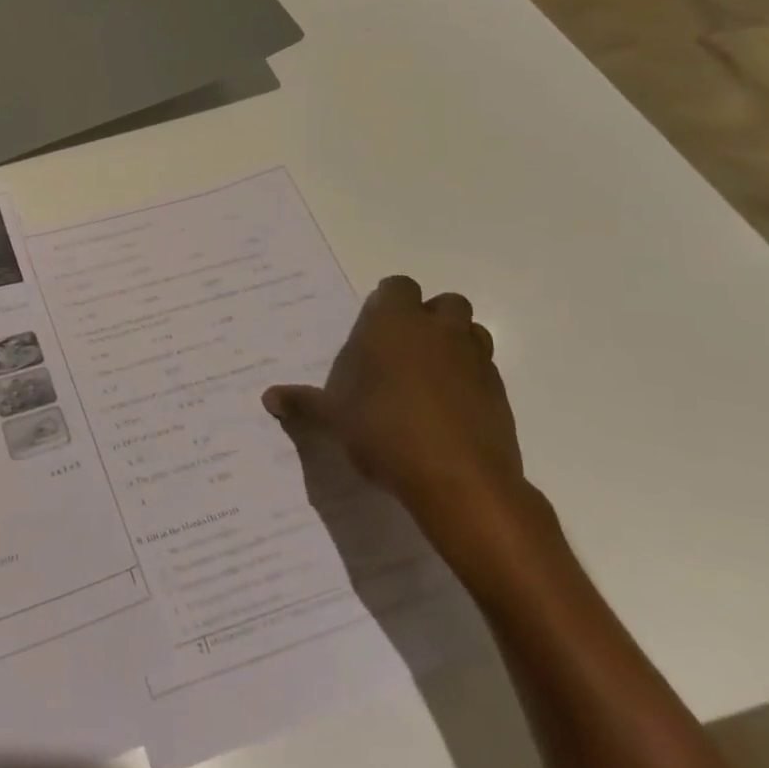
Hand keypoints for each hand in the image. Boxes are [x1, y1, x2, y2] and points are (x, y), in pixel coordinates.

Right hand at [263, 275, 529, 540]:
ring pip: (472, 333)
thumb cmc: (386, 432)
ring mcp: (475, 361)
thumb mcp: (335, 419)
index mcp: (396, 323)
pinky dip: (470, 380)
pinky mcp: (499, 395)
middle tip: (403, 349)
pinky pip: (485, 372)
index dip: (388, 301)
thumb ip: (304, 404)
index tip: (374, 325)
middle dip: (429, 318)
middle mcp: (439, 331)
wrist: (460, 481)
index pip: (398, 287)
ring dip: (455, 344)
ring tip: (430, 375)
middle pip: (445, 303)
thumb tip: (268, 397)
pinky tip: (449, 410)